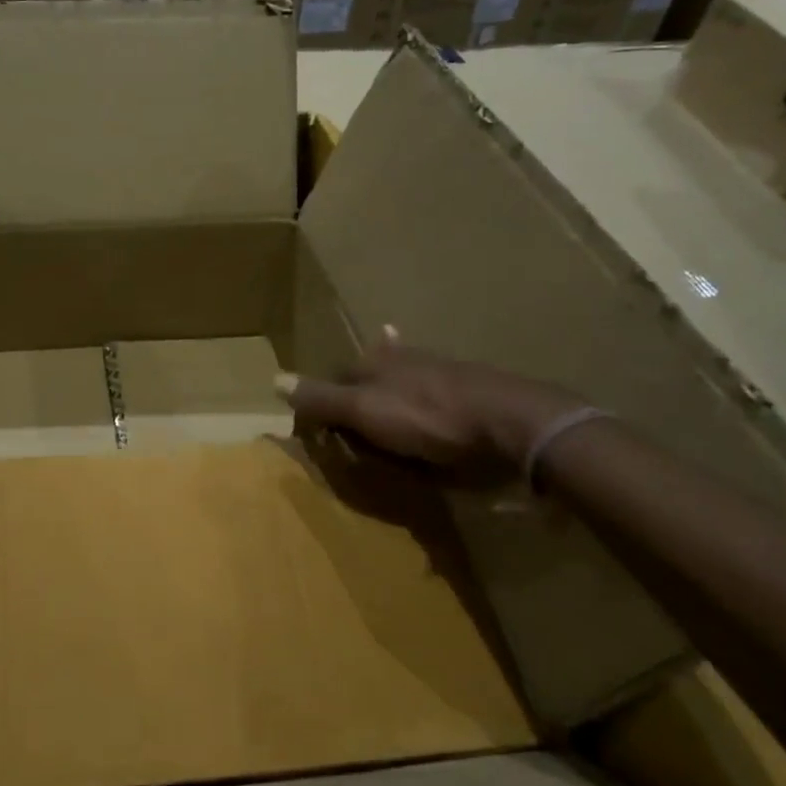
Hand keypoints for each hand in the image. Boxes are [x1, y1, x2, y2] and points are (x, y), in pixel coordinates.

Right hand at [276, 327, 582, 477]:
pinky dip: (430, 399)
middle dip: (361, 380)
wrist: (513, 424)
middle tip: (352, 405)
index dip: (323, 400)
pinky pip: (439, 396)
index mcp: (376, 362)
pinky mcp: (472, 393)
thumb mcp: (366, 411)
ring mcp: (441, 373)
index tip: (317, 424)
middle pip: (371, 373)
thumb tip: (272, 379)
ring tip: (388, 395)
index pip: (336, 378)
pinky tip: (437, 401)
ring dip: (395, 384)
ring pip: (406, 378)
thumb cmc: (429, 417)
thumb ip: (322, 399)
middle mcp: (405, 361)